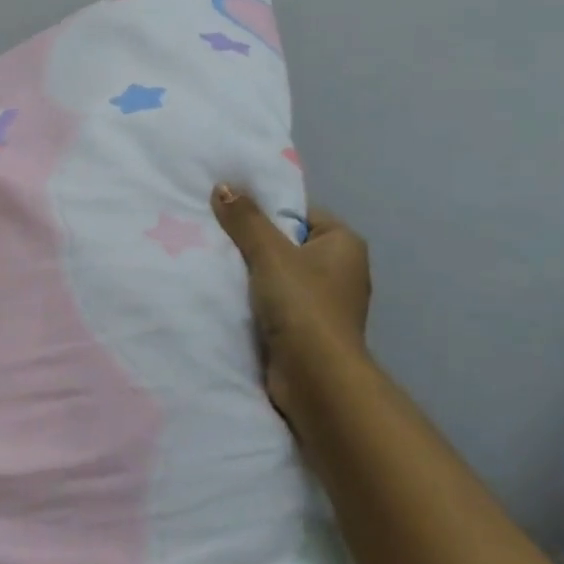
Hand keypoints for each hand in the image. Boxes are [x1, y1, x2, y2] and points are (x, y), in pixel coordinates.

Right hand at [210, 184, 371, 427]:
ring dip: (254, 275)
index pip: (300, 213)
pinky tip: (231, 297)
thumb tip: (223, 186)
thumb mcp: (269, 252)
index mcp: (344, 243)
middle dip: (255, 245)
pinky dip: (258, 302)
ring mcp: (327, 303)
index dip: (267, 213)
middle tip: (219, 239)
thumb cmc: (302, 304)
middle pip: (288, 244)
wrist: (315, 377)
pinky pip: (279, 303)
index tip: (234, 216)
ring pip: (281, 276)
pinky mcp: (311, 330)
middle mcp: (342, 270)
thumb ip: (245, 219)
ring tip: (219, 266)